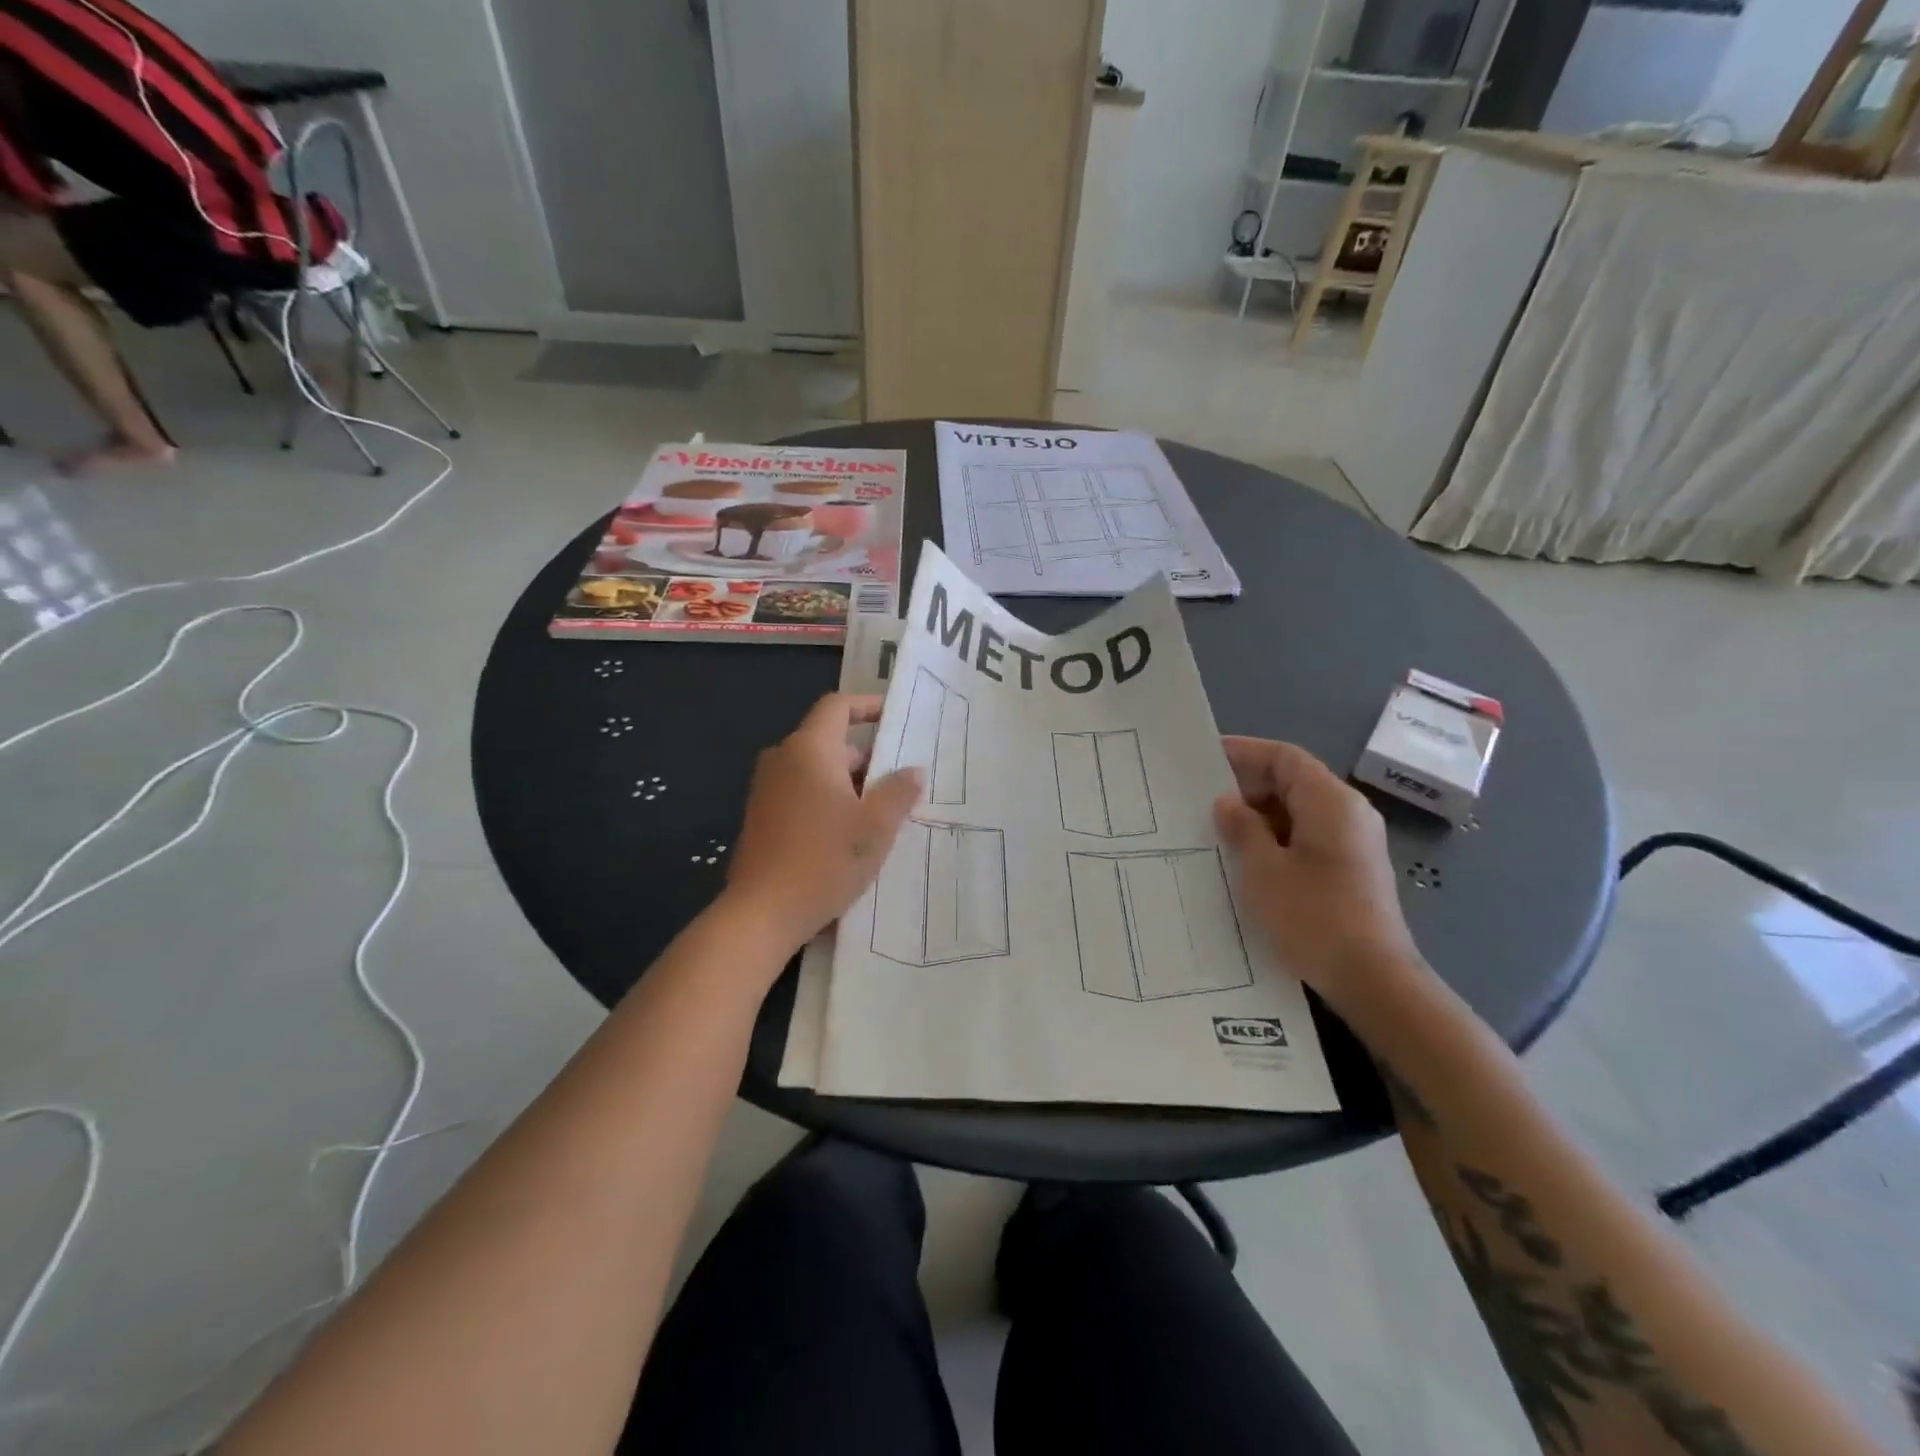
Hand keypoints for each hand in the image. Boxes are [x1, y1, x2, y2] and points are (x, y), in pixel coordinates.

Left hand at [724, 694, 922, 950]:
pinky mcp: (761, 817)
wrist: (760, 914)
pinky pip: (801, 793)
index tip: (895, 717)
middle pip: (830, 741)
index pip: (837, 706)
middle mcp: (783, 759)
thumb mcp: (875, 826)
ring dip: (850, 784)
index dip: (868, 706)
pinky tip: (850, 834)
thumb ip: (899, 792)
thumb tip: (913, 770)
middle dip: (867, 758)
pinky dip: (828, 800)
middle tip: (902, 783)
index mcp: (809, 750)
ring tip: (883, 813)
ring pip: (817, 771)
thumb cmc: (824, 860)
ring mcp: (767, 789)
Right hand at [1213, 737, 1425, 1014]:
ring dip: (1258, 816)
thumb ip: (1242, 829)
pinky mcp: (1351, 871)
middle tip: (1200, 799)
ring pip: (1298, 812)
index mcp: (1331, 802)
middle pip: (1293, 782)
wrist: (1374, 980)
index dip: (1244, 752)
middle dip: (1247, 786)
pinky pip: (1306, 838)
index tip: (1204, 757)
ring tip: (1214, 829)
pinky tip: (1244, 860)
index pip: (1285, 757)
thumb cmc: (1314, 917)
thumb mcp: (1264, 870)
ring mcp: (1353, 844)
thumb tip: (1227, 803)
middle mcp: (1348, 814)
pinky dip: (1275, 839)